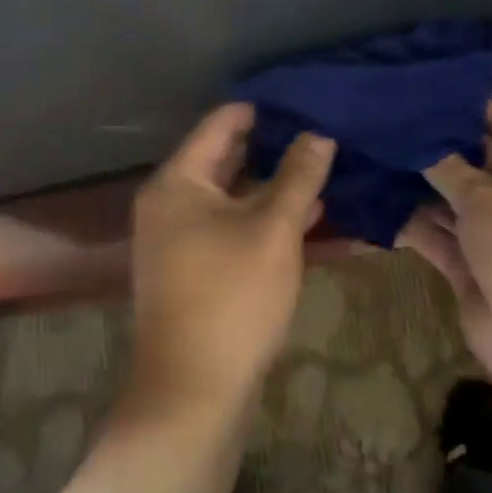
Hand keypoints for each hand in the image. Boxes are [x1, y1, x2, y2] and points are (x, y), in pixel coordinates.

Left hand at [128, 104, 334, 419]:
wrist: (193, 392)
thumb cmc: (232, 298)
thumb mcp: (274, 230)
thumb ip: (297, 176)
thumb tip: (319, 133)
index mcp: (178, 181)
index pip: (222, 123)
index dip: (263, 109)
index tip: (306, 100)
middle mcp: (170, 201)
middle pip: (225, 156)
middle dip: (273, 146)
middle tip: (321, 131)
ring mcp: (178, 236)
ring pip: (232, 193)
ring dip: (273, 183)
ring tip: (322, 166)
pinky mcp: (192, 266)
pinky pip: (230, 223)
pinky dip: (262, 215)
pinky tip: (305, 213)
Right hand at [401, 103, 491, 399]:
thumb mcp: (488, 198)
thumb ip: (451, 169)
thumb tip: (421, 142)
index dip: (491, 117)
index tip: (450, 100)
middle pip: (483, 171)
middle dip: (447, 154)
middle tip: (403, 127)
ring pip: (456, 207)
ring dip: (424, 190)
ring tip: (383, 159)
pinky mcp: (471, 271)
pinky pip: (440, 240)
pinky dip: (415, 226)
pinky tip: (380, 205)